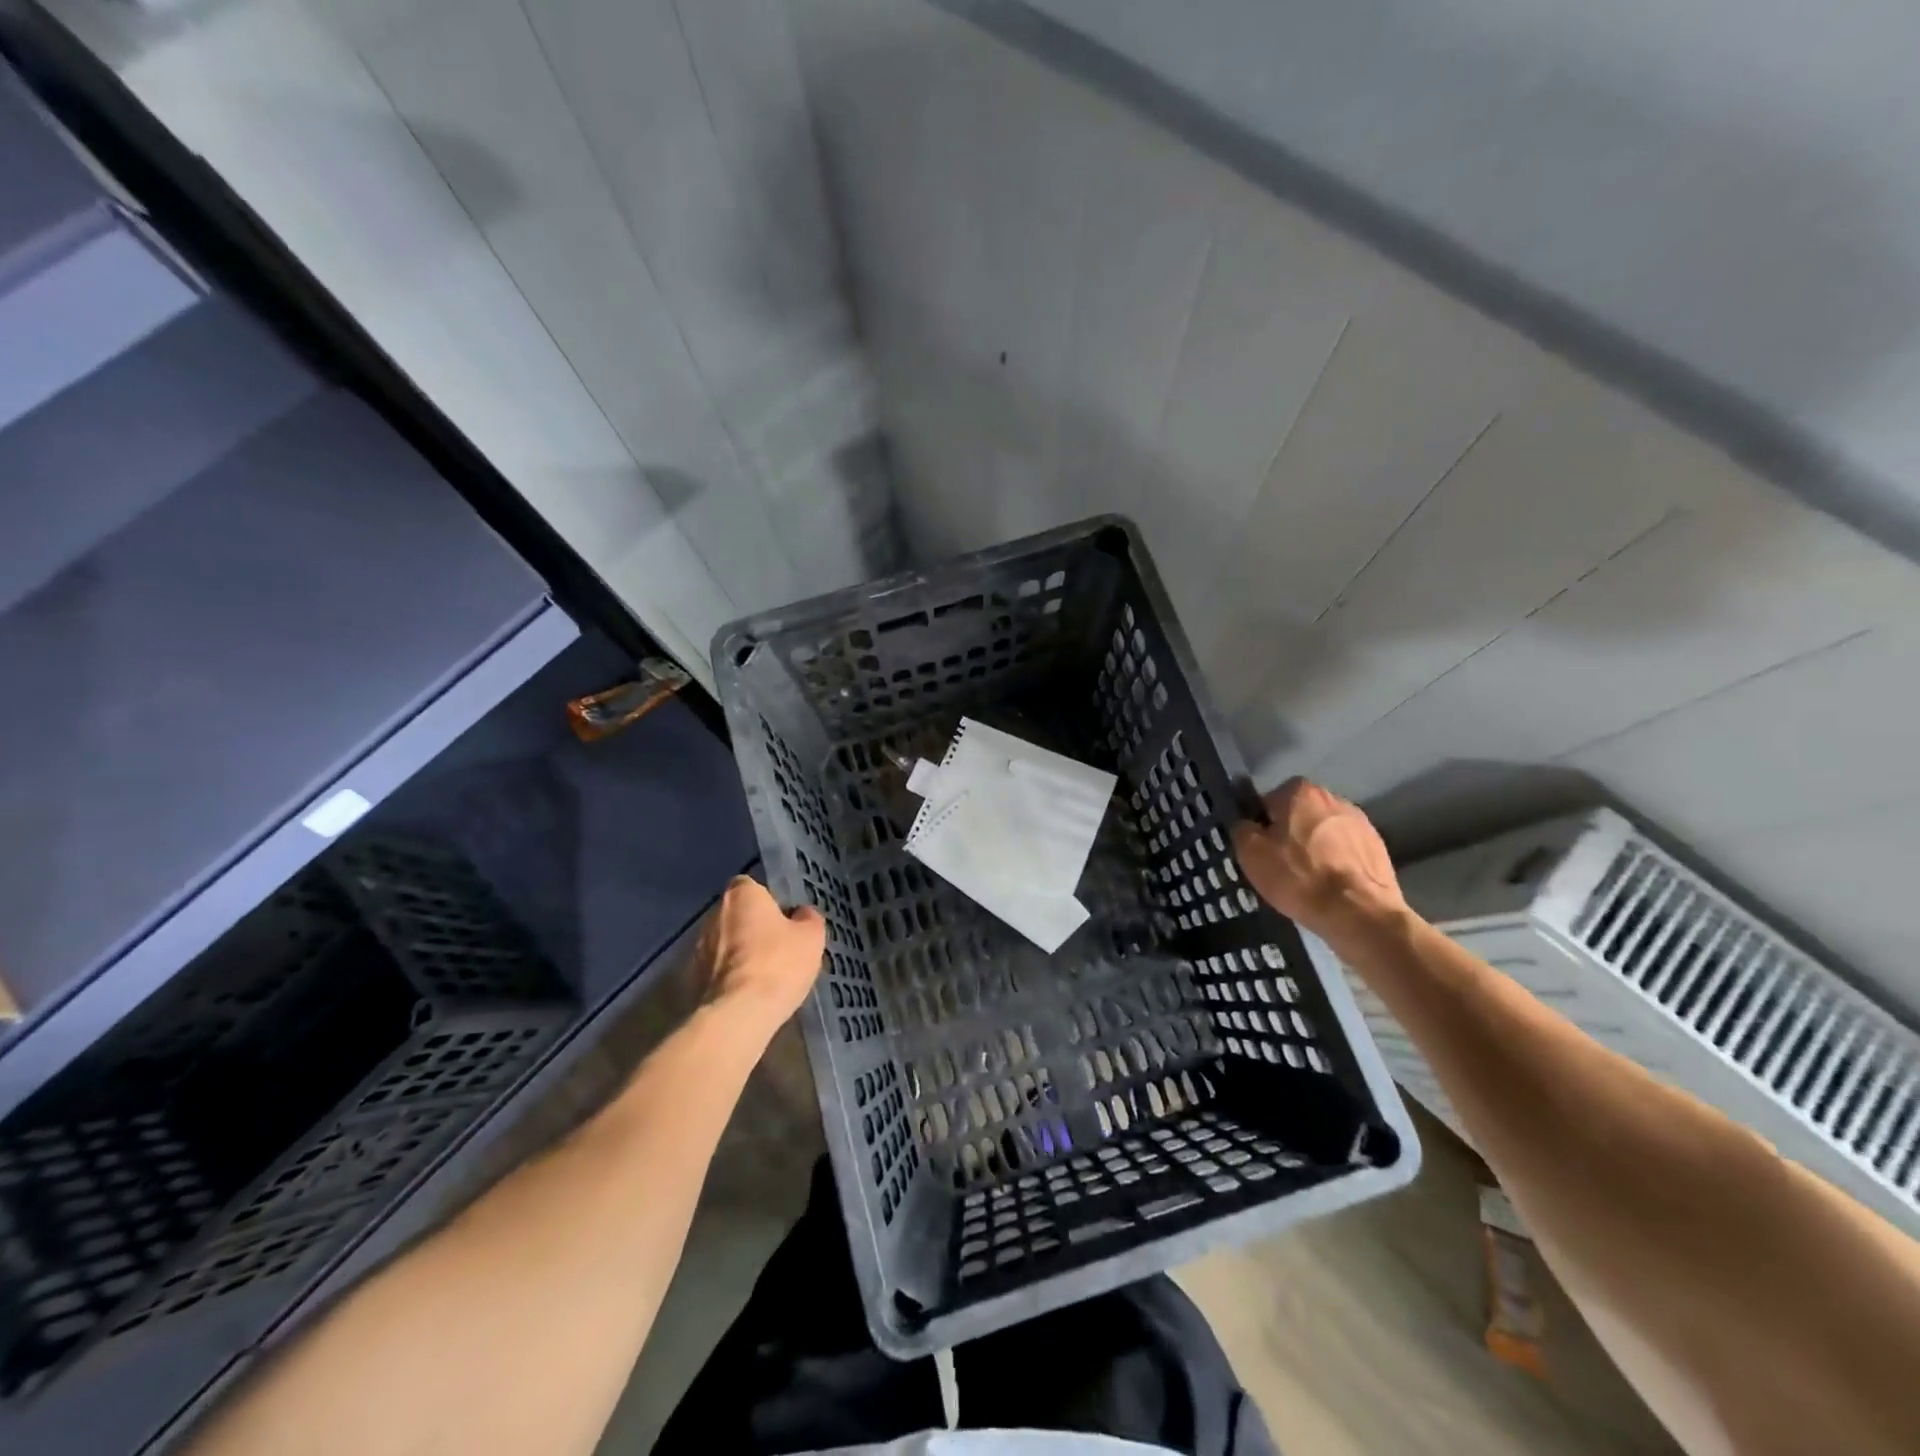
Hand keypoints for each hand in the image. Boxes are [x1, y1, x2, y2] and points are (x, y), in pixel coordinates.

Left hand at [693, 877, 825, 1032]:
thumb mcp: (811, 937)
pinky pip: (713, 973)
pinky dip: (726, 980)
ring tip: (761, 978)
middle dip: (751, 928)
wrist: (737, 1015)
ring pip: (722, 945)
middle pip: (736, 915)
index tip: (783, 920)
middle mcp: (712, 914)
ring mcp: (695, 948)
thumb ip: (807, 919)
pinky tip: (744, 997)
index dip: (768, 902)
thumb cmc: (778, 964)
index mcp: (741, 895)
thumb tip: (801, 915)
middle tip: (776, 949)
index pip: (751, 886)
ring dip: (737, 955)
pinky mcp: (688, 980)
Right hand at [1233, 778, 1406, 943]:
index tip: (1261, 850)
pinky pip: (1346, 851)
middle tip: (1281, 865)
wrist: (1359, 912)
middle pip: (1299, 815)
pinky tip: (1331, 887)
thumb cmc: (1298, 876)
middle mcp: (1333, 798)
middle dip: (1290, 835)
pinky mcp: (1379, 848)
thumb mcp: (1251, 853)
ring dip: (1315, 849)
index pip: (1269, 802)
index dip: (1261, 826)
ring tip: (1308, 880)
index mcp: (1300, 792)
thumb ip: (1242, 829)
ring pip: (1324, 833)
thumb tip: (1248, 825)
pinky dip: (1337, 864)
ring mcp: (1361, 823)